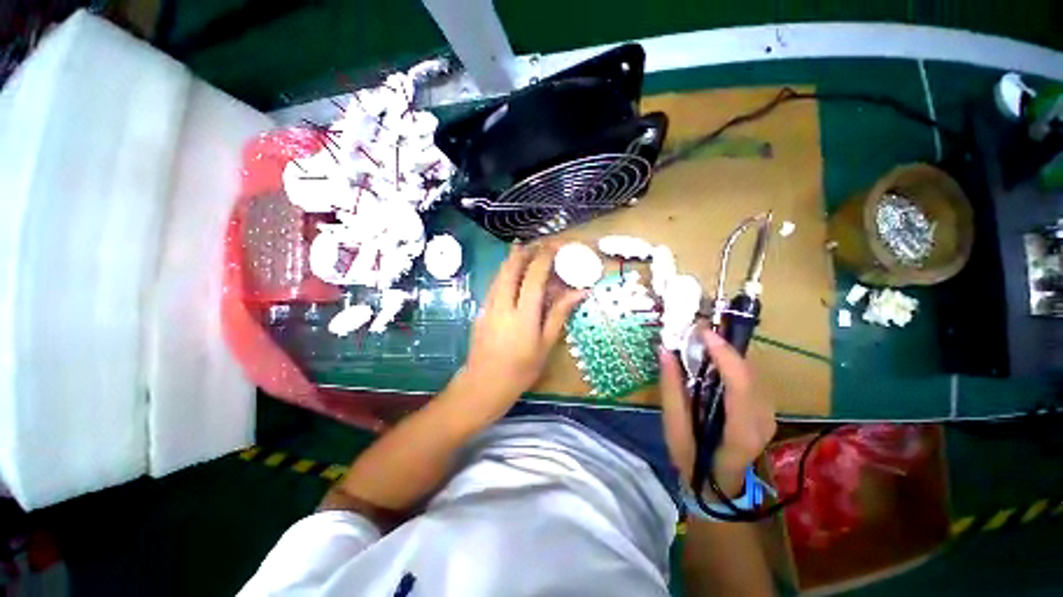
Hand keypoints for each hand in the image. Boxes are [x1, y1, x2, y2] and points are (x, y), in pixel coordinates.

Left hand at [462, 243, 586, 414]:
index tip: (556, 247)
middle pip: (512, 267)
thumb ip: (560, 314)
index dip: (545, 257)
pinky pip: (494, 283)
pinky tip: (512, 274)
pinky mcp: (482, 309)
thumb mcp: (546, 344)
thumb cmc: (521, 369)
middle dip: (526, 251)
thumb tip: (580, 292)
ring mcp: (489, 305)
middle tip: (539, 245)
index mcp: (524, 313)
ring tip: (525, 250)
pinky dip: (505, 272)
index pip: (535, 275)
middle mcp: (504, 303)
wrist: (484, 384)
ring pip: (500, 273)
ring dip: (513, 258)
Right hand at [658, 327, 776, 496]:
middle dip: (724, 347)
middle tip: (696, 332)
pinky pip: (750, 376)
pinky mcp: (766, 408)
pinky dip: (732, 362)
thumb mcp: (674, 430)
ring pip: (752, 371)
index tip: (703, 332)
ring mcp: (770, 413)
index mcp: (742, 430)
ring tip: (701, 342)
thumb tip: (665, 352)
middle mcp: (764, 419)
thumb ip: (671, 391)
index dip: (724, 354)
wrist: (719, 485)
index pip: (741, 384)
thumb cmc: (693, 461)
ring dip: (728, 353)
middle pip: (749, 372)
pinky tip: (713, 359)